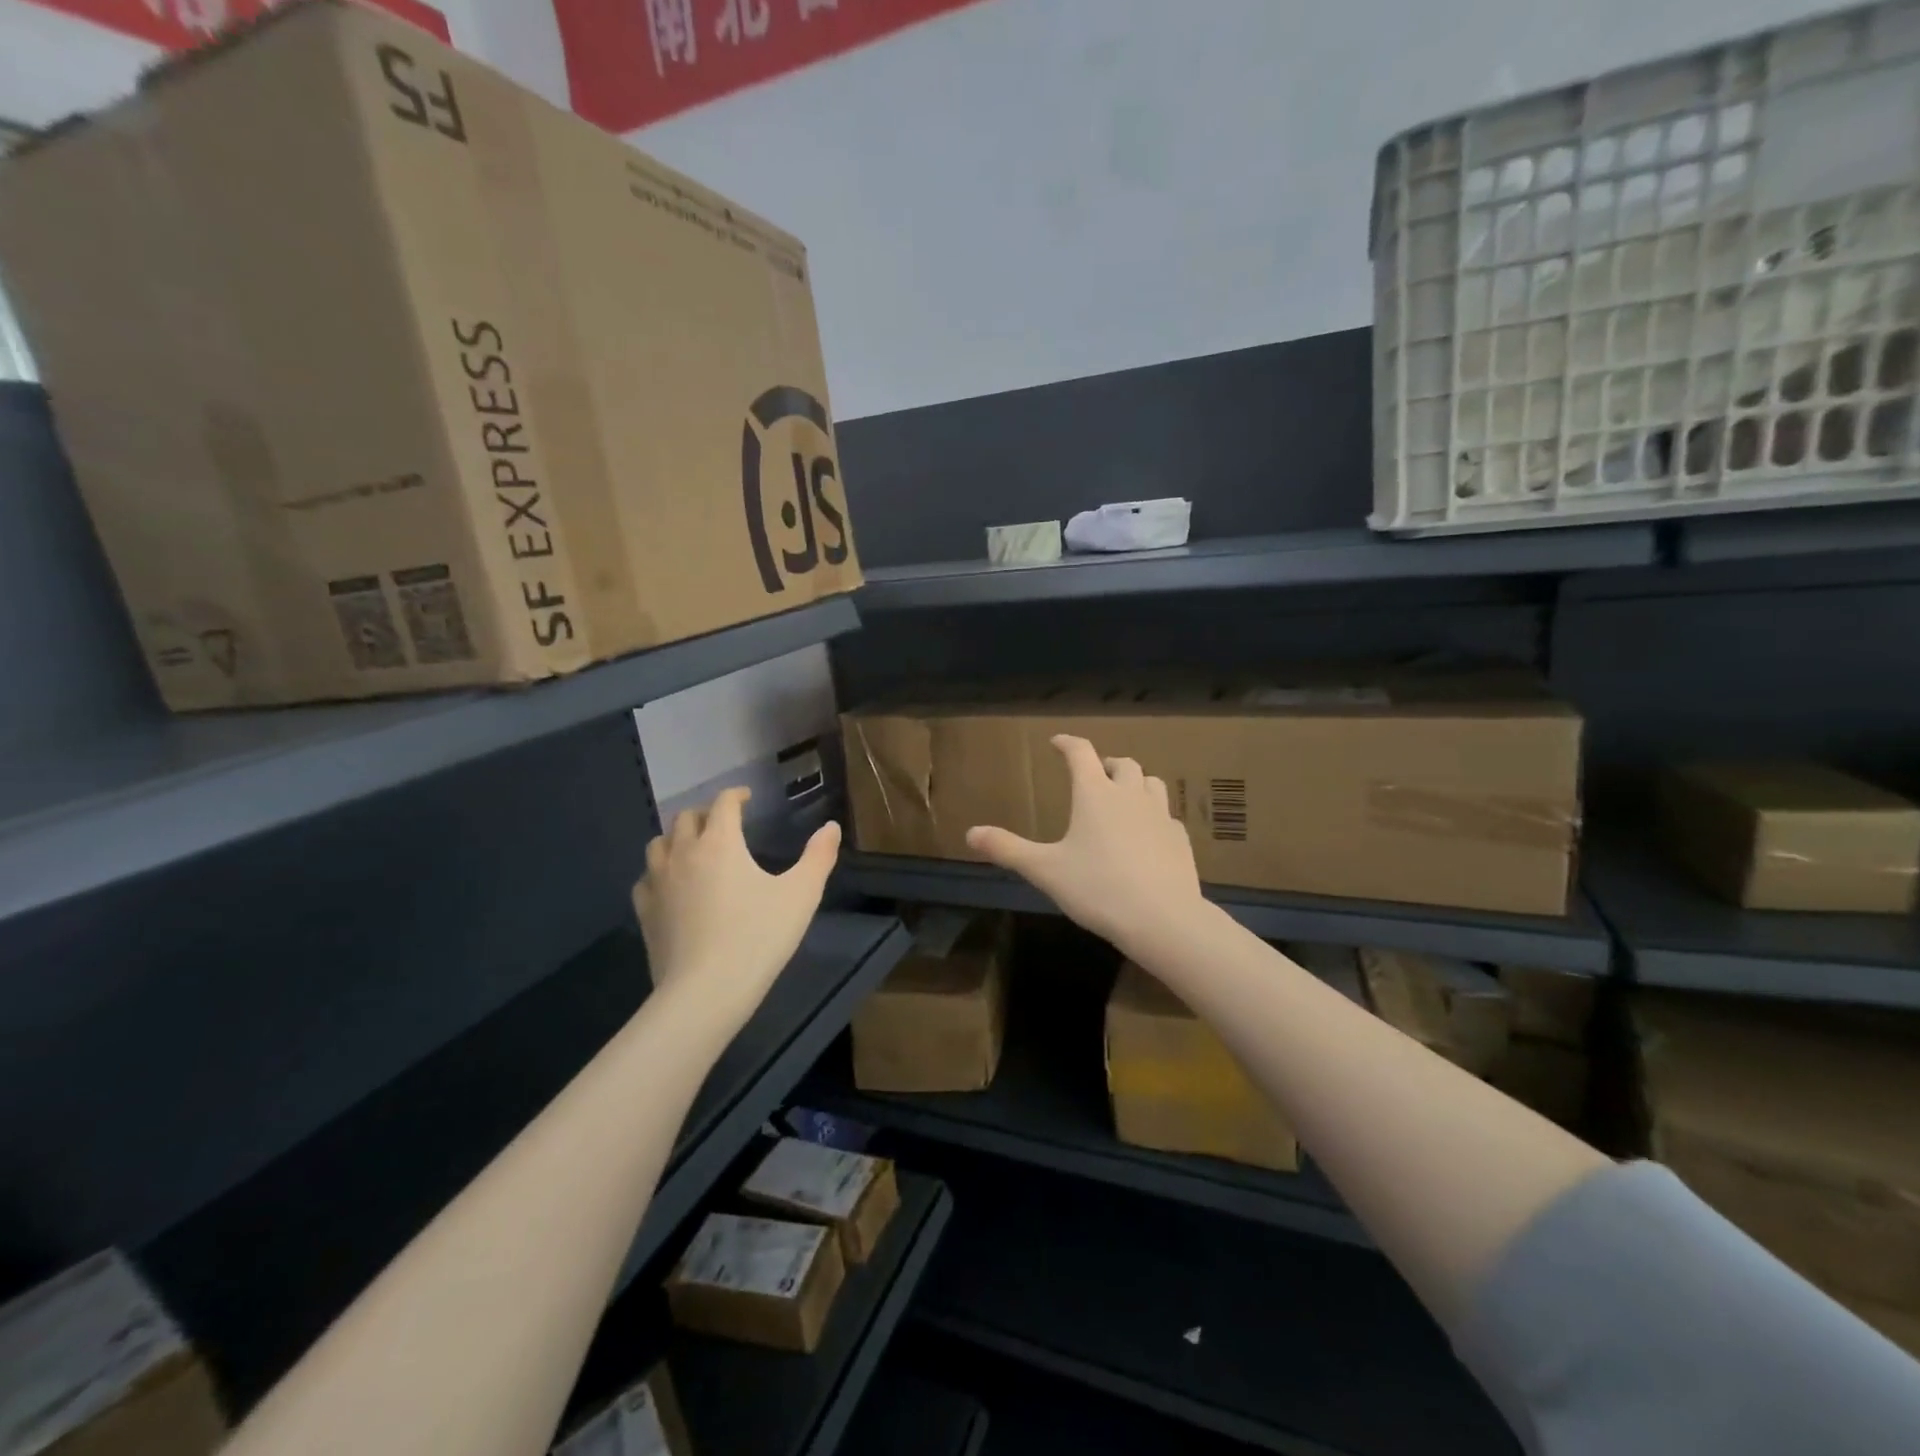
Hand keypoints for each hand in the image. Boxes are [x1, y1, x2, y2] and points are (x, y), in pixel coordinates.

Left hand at [634, 788, 841, 1035]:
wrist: (705, 992)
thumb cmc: (758, 938)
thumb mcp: (801, 895)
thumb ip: (818, 856)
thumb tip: (831, 827)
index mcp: (720, 843)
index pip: (723, 803)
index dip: (736, 795)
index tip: (747, 797)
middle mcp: (684, 853)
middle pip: (686, 818)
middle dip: (706, 813)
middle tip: (724, 823)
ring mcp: (658, 882)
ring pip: (659, 843)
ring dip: (678, 838)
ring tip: (694, 848)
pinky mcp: (645, 912)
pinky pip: (646, 878)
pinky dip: (659, 871)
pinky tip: (671, 885)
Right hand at [966, 735, 1203, 955]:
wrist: (1162, 918)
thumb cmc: (1097, 888)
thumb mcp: (1045, 871)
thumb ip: (1008, 850)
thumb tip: (970, 833)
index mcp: (1095, 794)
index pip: (1081, 753)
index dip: (1067, 743)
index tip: (1057, 742)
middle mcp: (1130, 795)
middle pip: (1123, 764)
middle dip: (1106, 764)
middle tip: (1095, 774)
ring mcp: (1160, 816)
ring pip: (1151, 783)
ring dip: (1136, 783)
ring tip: (1124, 797)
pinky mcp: (1180, 839)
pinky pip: (1167, 816)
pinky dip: (1154, 816)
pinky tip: (1147, 835)